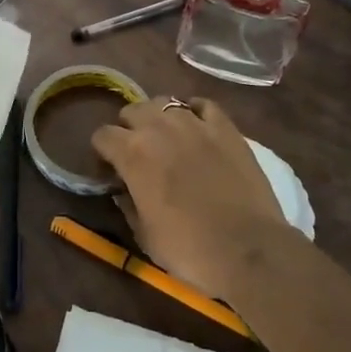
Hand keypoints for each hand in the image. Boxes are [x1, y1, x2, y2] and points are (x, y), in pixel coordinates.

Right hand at [92, 98, 290, 301]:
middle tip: (138, 153)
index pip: (102, 135)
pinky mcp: (226, 128)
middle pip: (131, 111)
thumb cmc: (189, 249)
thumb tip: (124, 190)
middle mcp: (158, 128)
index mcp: (132, 153)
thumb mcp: (144, 233)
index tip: (110, 169)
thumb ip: (128, 204)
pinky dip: (195, 111)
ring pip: (164, 102)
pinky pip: (203, 105)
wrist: (249, 249)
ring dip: (158, 118)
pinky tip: (197, 126)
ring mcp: (195, 123)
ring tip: (166, 137)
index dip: (102, 152)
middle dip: (128, 129)